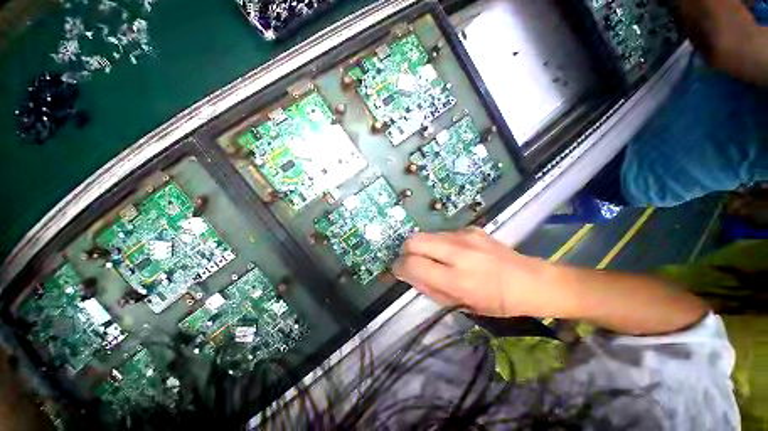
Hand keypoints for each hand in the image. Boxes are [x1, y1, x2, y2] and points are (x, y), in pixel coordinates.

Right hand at [392, 228, 555, 317]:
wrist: (530, 280)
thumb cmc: (495, 301)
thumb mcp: (460, 304)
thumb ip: (429, 288)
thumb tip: (407, 273)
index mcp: (456, 278)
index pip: (413, 264)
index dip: (399, 266)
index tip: (398, 270)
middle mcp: (458, 251)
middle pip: (413, 240)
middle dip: (406, 250)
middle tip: (412, 261)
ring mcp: (465, 235)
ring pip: (426, 234)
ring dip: (423, 246)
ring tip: (434, 258)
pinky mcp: (470, 228)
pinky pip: (442, 233)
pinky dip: (438, 242)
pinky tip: (452, 252)